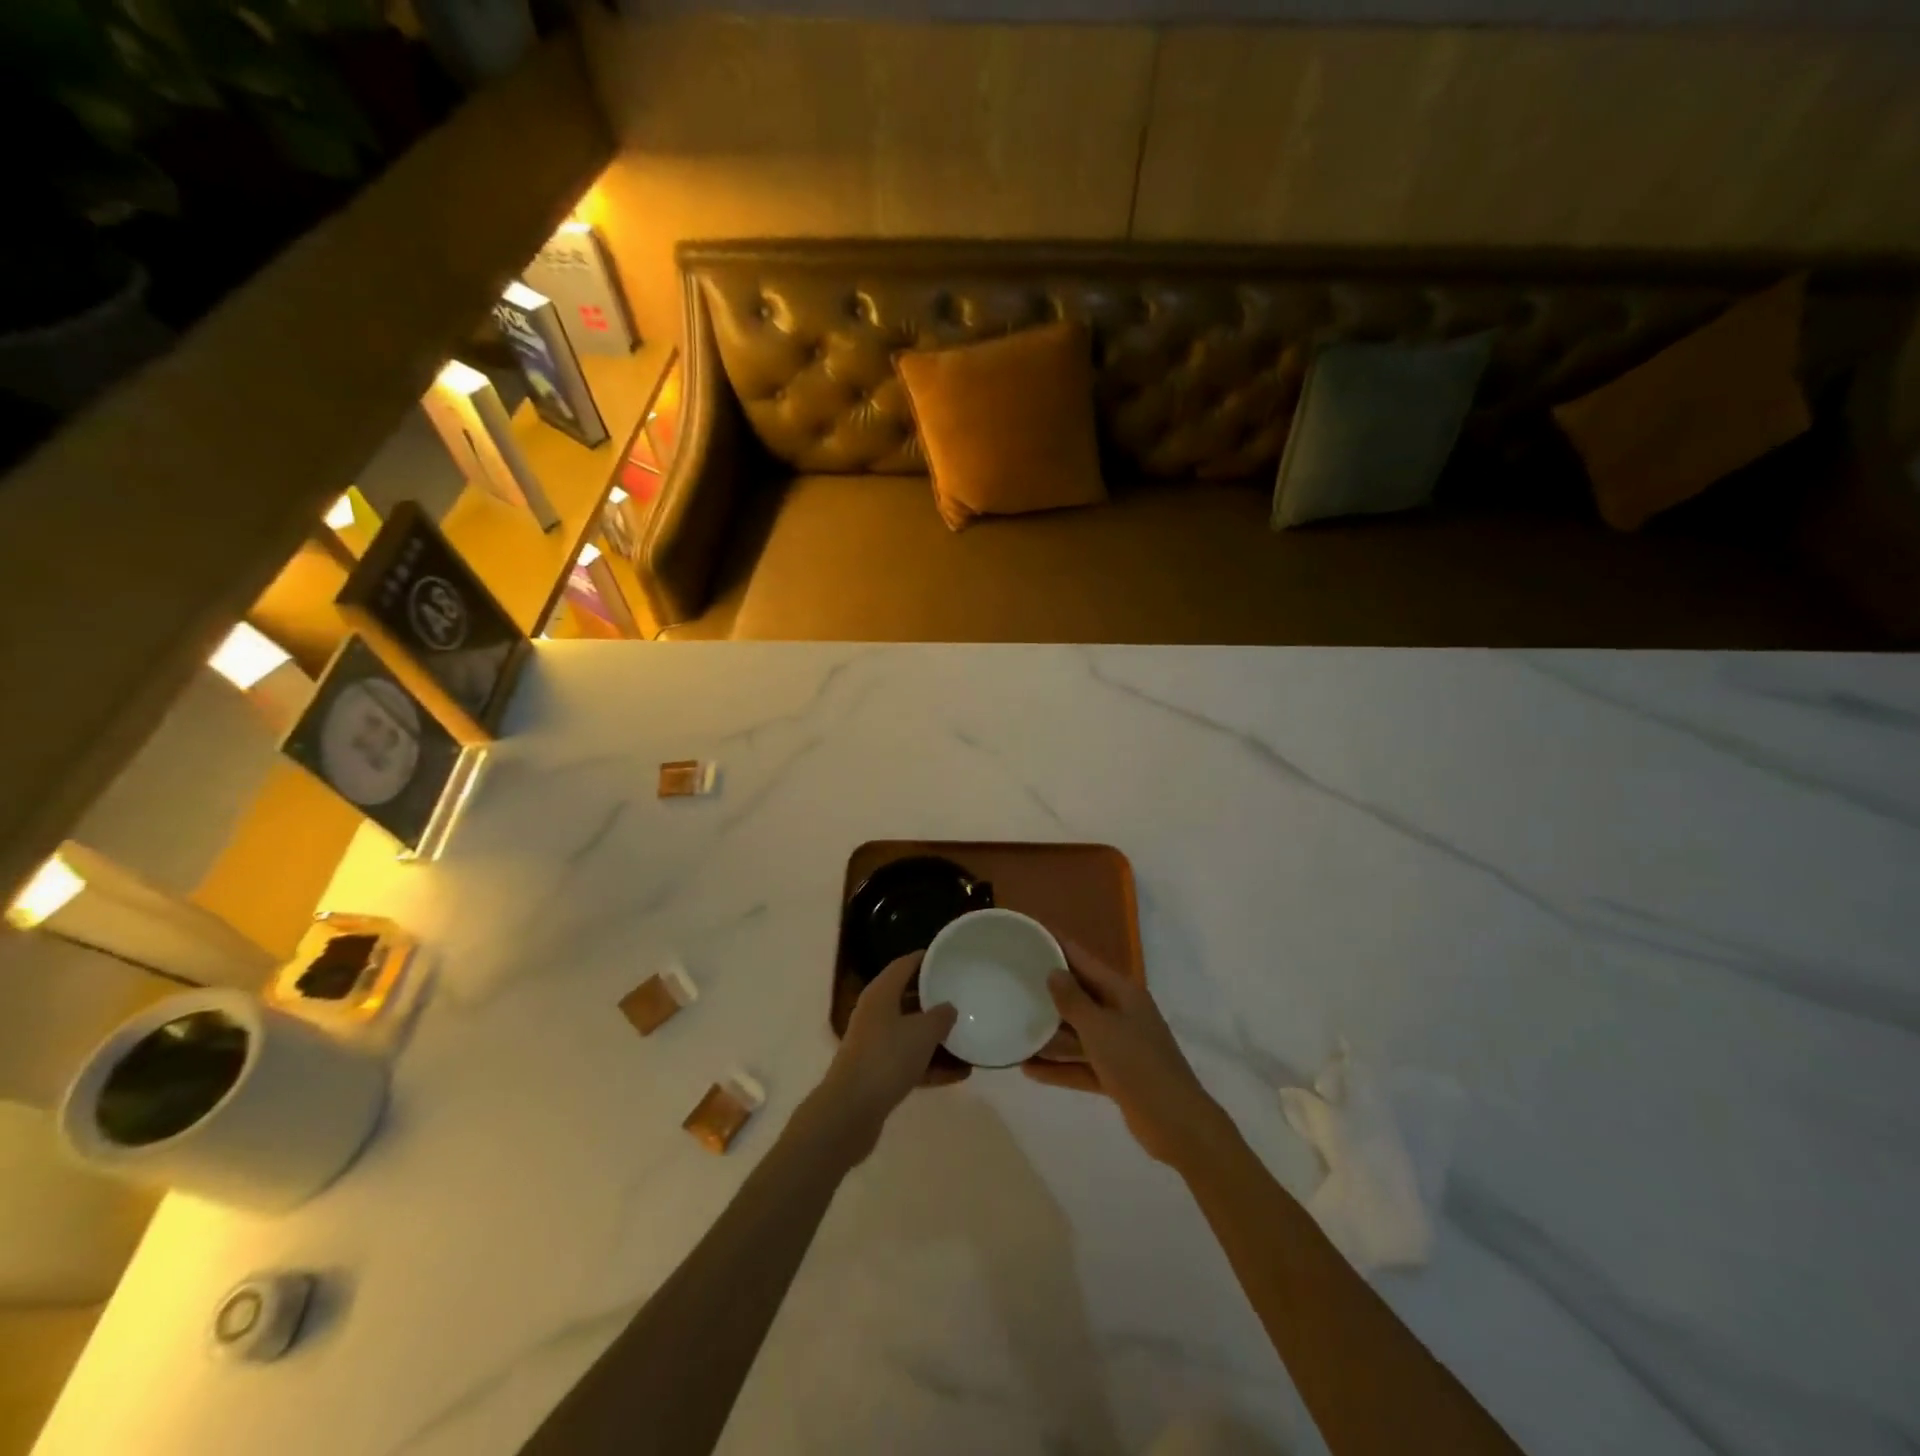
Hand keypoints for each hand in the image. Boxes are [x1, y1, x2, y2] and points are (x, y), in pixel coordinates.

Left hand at [810, 952, 956, 1163]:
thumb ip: (940, 1016)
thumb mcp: (922, 1033)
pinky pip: (910, 1061)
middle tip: (963, 996)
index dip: (926, 959)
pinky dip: (931, 1065)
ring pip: (910, 1032)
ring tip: (967, 1037)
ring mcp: (874, 1044)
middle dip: (934, 999)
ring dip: (936, 1037)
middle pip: (907, 998)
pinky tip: (960, 1074)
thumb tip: (948, 1007)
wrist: (850, 1111)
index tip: (949, 957)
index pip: (904, 965)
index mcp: (880, 994)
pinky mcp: (878, 1073)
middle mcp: (875, 1014)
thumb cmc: (887, 1058)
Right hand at [1024, 939, 1230, 1168]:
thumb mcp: (1100, 1029)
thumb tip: (1053, 971)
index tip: (1030, 934)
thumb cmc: (1137, 1065)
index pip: (1084, 960)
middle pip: (1080, 994)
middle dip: (1049, 989)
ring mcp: (1120, 1045)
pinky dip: (1059, 1067)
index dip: (1058, 945)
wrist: (1176, 1123)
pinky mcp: (1116, 1075)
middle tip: (1012, 980)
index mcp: (1122, 992)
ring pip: (1078, 1033)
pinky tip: (1029, 1069)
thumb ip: (1073, 1001)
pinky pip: (1081, 1064)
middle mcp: (1121, 1013)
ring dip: (1050, 1034)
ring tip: (1015, 1027)